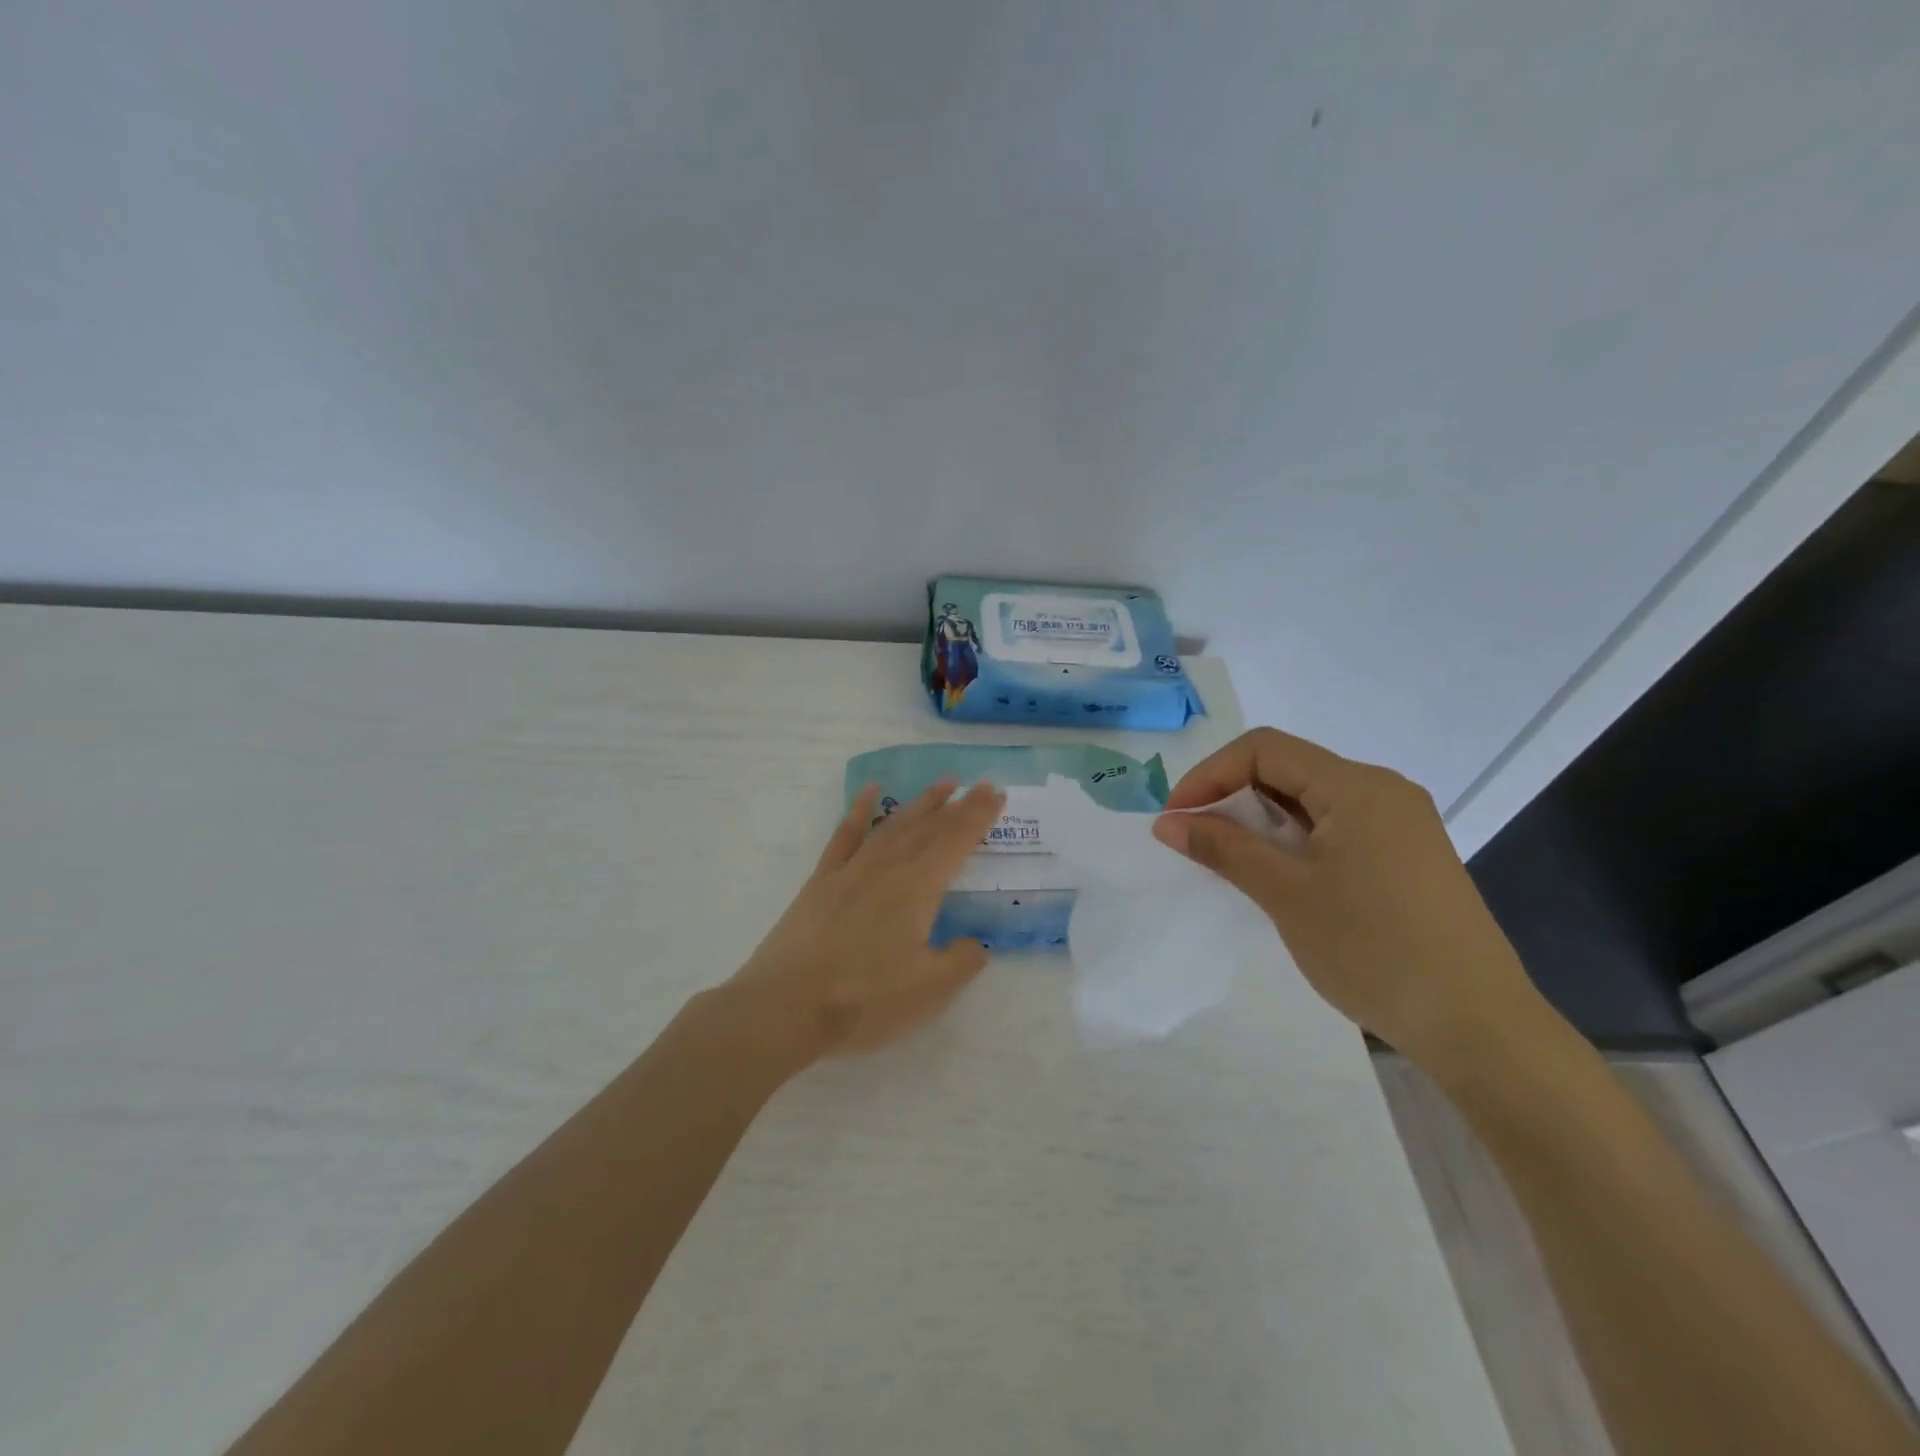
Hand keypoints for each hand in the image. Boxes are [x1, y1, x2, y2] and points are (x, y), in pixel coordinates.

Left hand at [722, 778, 1005, 1064]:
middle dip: (957, 806)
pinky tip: (868, 793)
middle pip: (928, 828)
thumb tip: (975, 944)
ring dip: (919, 804)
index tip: (995, 794)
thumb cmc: (863, 1000)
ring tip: (941, 785)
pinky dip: (858, 811)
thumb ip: (960, 962)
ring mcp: (851, 871)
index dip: (978, 817)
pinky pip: (845, 836)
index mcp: (917, 888)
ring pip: (892, 826)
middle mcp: (887, 868)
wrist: (784, 1007)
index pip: (956, 842)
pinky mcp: (821, 882)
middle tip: (979, 785)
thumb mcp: (929, 991)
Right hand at [1152, 728, 1554, 1076]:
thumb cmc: (1372, 949)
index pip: (1263, 749)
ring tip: (1233, 863)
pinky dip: (1295, 841)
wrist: (1478, 1026)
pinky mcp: (1408, 856)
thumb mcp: (1285, 894)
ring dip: (1262, 821)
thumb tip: (1167, 822)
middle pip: (1288, 768)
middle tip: (1197, 843)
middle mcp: (1383, 790)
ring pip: (1311, 800)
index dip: (1209, 775)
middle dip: (1232, 797)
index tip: (1176, 819)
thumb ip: (1222, 848)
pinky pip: (1336, 827)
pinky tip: (1281, 878)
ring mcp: (1401, 823)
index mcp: (1356, 785)